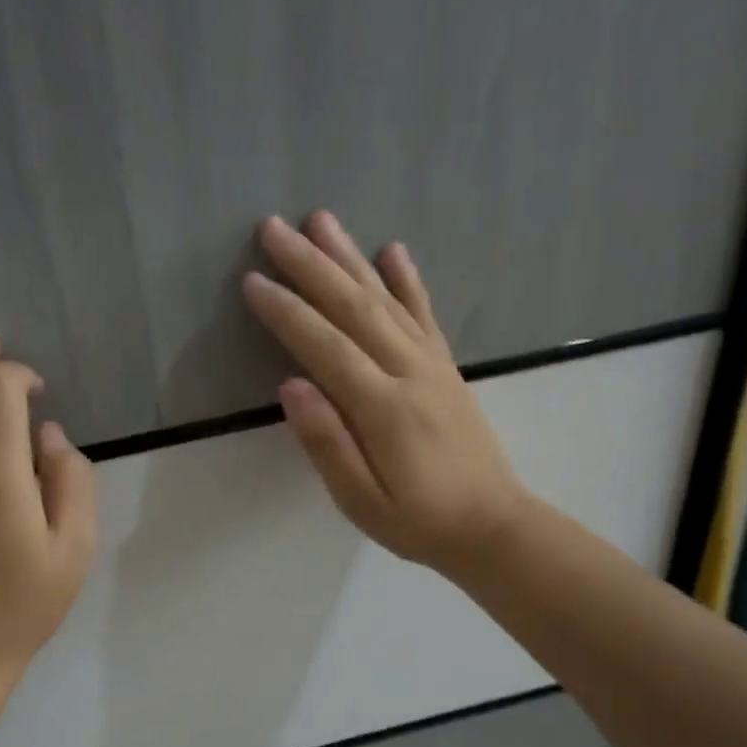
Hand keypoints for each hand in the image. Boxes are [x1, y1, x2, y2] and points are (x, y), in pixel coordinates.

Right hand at [242, 212, 528, 580]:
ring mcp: (433, 365)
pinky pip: (424, 314)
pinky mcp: (446, 368)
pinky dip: (407, 280)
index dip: (287, 312)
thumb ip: (327, 442)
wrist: (493, 527)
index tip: (252, 280)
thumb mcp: (362, 501)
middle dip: (311, 265)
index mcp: (383, 408)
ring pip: (386, 299)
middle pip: (354, 307)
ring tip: (321, 220)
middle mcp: (410, 372)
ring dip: (350, 257)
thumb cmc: (419, 523)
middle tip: (274, 227)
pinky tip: (392, 250)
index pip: (325, 347)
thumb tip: (290, 385)